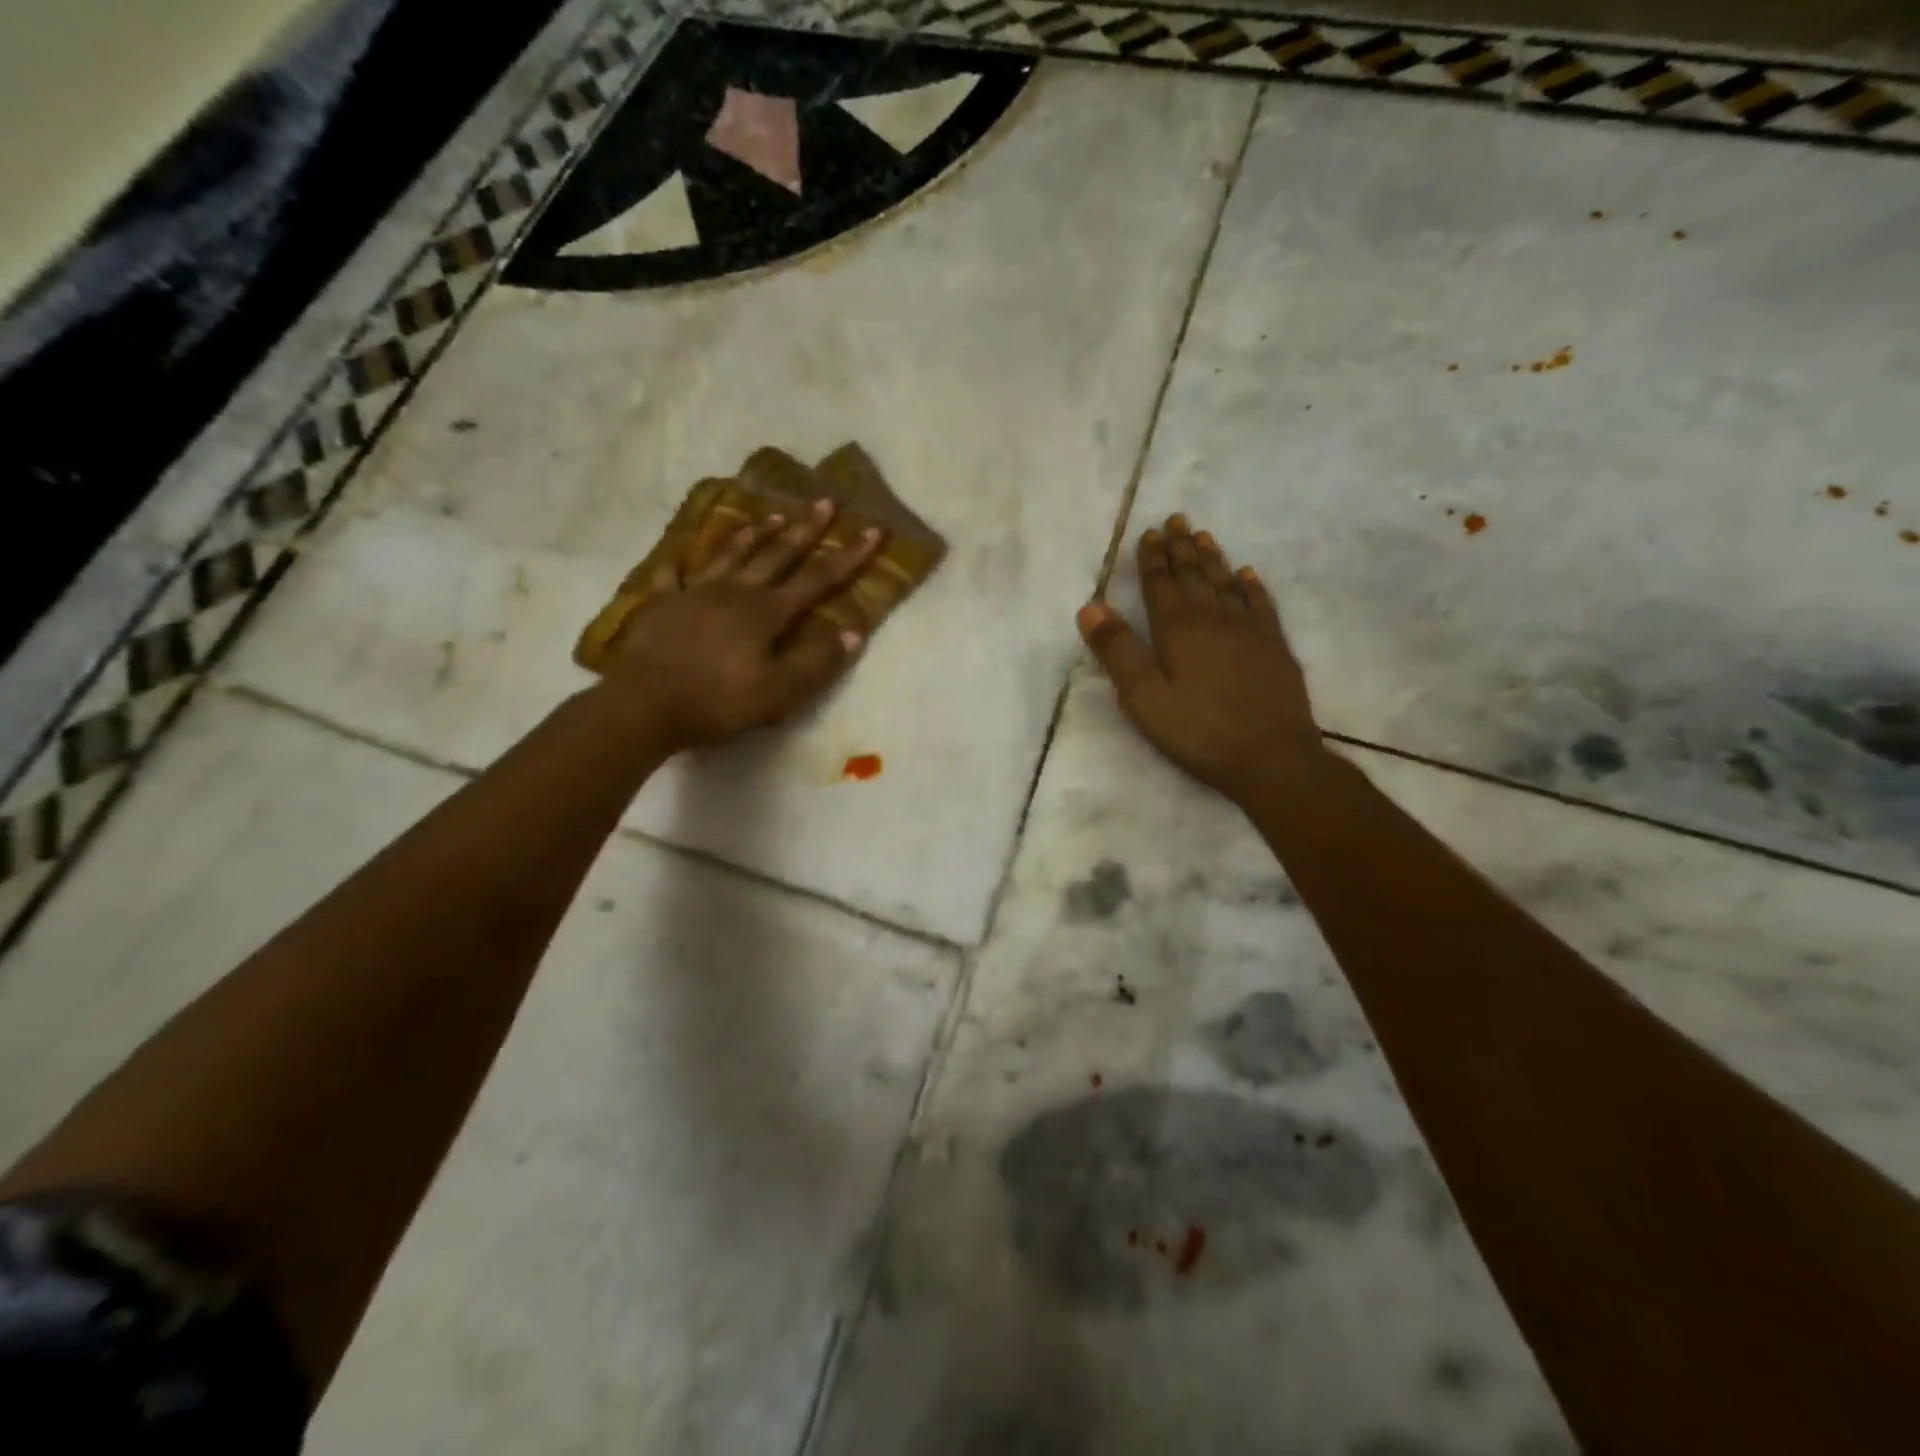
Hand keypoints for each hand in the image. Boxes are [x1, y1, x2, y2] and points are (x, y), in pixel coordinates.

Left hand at [599, 498, 882, 751]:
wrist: (643, 705)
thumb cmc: (716, 701)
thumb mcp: (777, 691)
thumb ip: (816, 661)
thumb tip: (853, 633)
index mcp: (765, 612)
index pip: (817, 579)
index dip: (848, 557)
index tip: (872, 531)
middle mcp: (734, 592)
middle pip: (776, 554)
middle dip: (805, 529)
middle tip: (824, 501)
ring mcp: (695, 593)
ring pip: (730, 554)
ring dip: (755, 534)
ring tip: (772, 515)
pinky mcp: (662, 604)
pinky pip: (673, 576)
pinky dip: (680, 564)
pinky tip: (680, 557)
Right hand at [1077, 514, 1325, 804]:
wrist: (1271, 757)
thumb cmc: (1198, 731)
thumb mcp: (1144, 697)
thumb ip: (1117, 650)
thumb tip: (1090, 607)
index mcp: (1179, 629)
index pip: (1161, 584)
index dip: (1153, 558)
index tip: (1149, 532)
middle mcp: (1215, 619)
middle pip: (1195, 576)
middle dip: (1182, 548)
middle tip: (1177, 520)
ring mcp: (1250, 631)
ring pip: (1228, 584)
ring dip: (1213, 559)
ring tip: (1204, 536)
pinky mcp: (1275, 648)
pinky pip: (1262, 605)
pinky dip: (1252, 586)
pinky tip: (1248, 575)